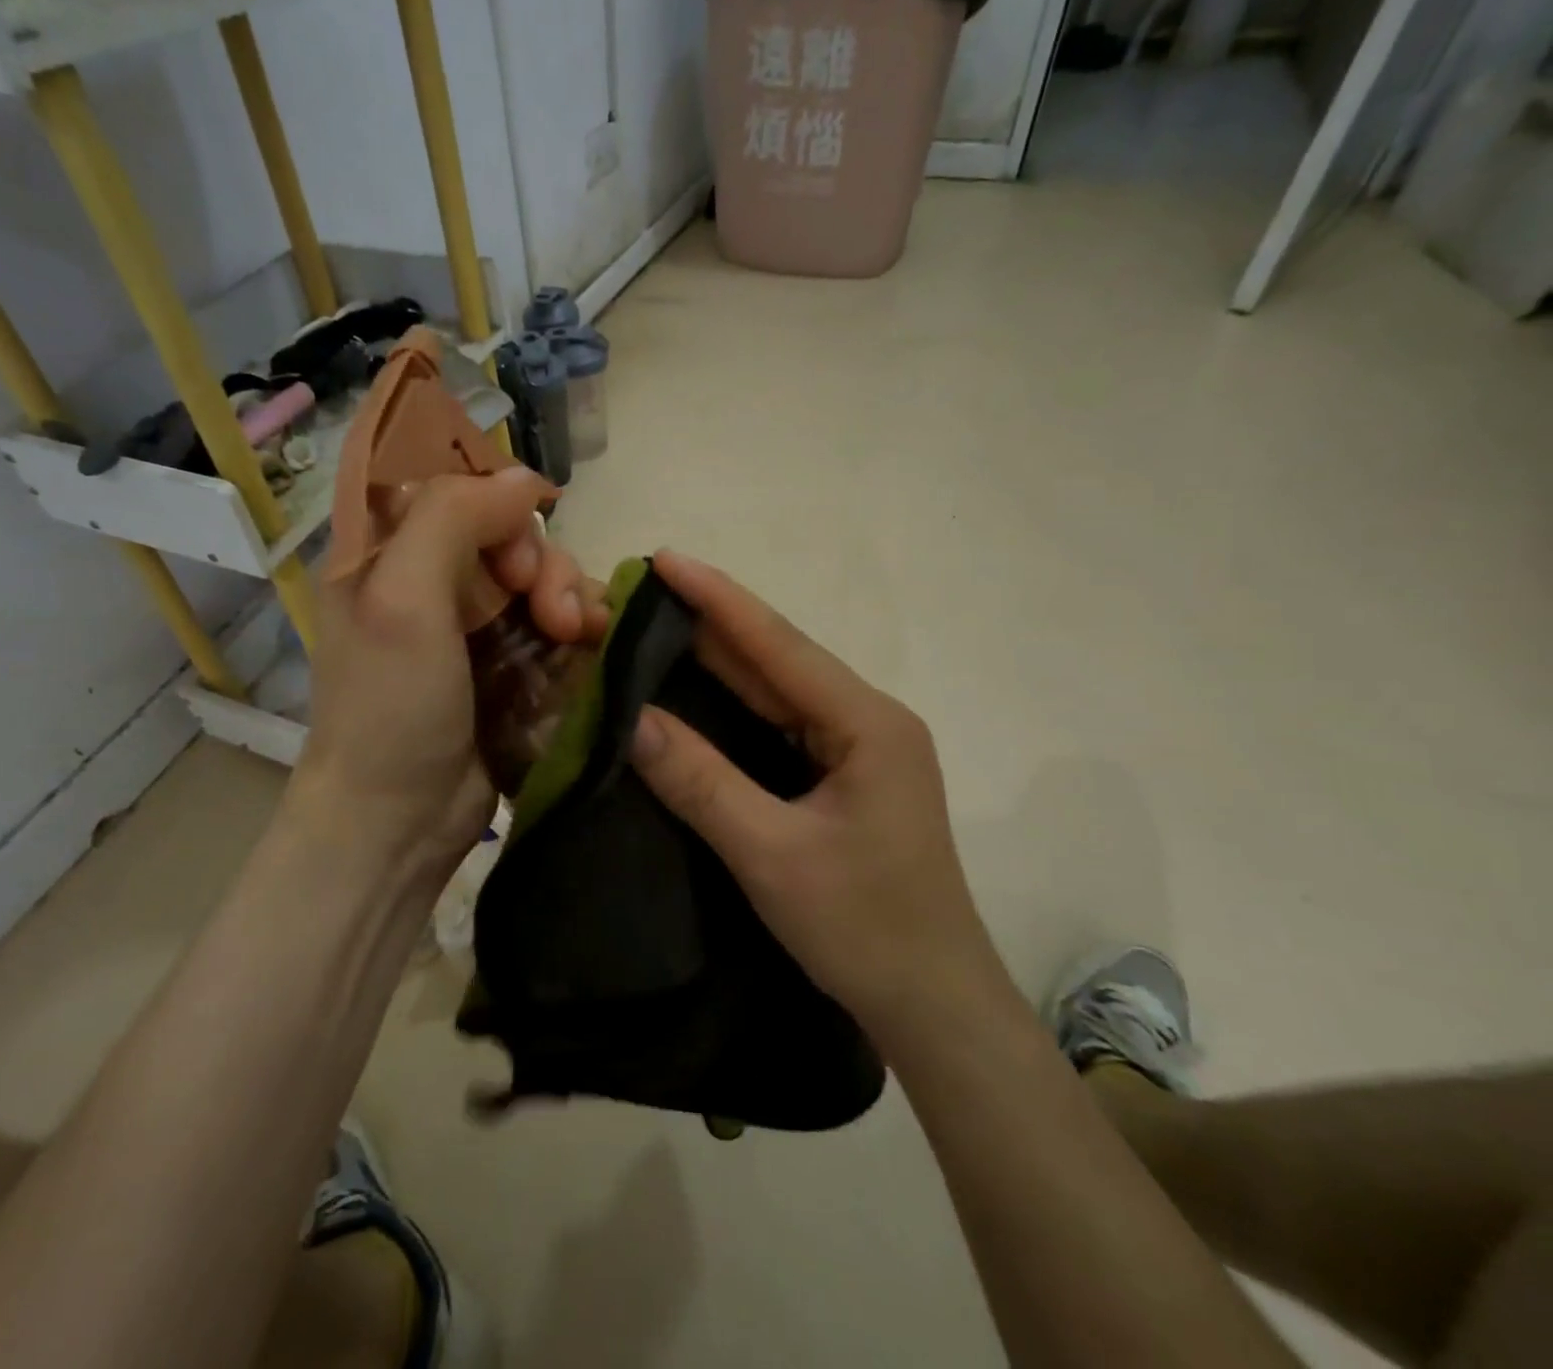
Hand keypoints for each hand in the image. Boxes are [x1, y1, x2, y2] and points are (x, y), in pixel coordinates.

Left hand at [293, 467, 607, 893]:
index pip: (442, 480)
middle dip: (539, 558)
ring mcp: (475, 621)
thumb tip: (525, 479)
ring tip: (572, 635)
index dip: (489, 491)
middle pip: (506, 528)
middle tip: (546, 607)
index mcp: (385, 550)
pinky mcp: (511, 661)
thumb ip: (452, 518)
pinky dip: (581, 625)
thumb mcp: (401, 600)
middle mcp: (431, 576)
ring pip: (542, 573)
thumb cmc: (388, 707)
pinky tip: (589, 644)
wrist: (400, 818)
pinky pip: (559, 619)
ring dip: (569, 594)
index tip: (519, 528)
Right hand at [627, 551, 1001, 1032]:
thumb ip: (700, 781)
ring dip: (720, 658)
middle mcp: (868, 719)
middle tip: (642, 592)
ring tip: (656, 625)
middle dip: (711, 622)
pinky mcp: (846, 774)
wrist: (934, 1005)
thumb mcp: (771, 854)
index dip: (717, 599)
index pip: (779, 645)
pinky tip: (695, 689)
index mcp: (867, 723)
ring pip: (779, 688)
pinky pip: (781, 722)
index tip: (662, 559)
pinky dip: (734, 703)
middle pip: (779, 658)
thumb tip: (630, 719)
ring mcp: (859, 747)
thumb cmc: (862, 928)